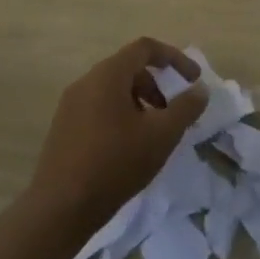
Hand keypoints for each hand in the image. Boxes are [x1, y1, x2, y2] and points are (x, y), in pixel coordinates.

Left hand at [28, 38, 206, 233]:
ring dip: (140, 102)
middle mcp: (86, 82)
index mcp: (108, 75)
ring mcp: (70, 106)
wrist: (59, 210)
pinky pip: (98, 107)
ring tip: (152, 133)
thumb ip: (186, 107)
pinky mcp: (63, 128)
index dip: (174, 58)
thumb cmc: (115, 164)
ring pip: (113, 90)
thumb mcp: (162, 135)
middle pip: (129, 68)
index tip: (193, 80)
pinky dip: (120, 115)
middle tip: (172, 112)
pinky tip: (128, 148)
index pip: (145, 48)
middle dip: (157, 85)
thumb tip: (199, 89)